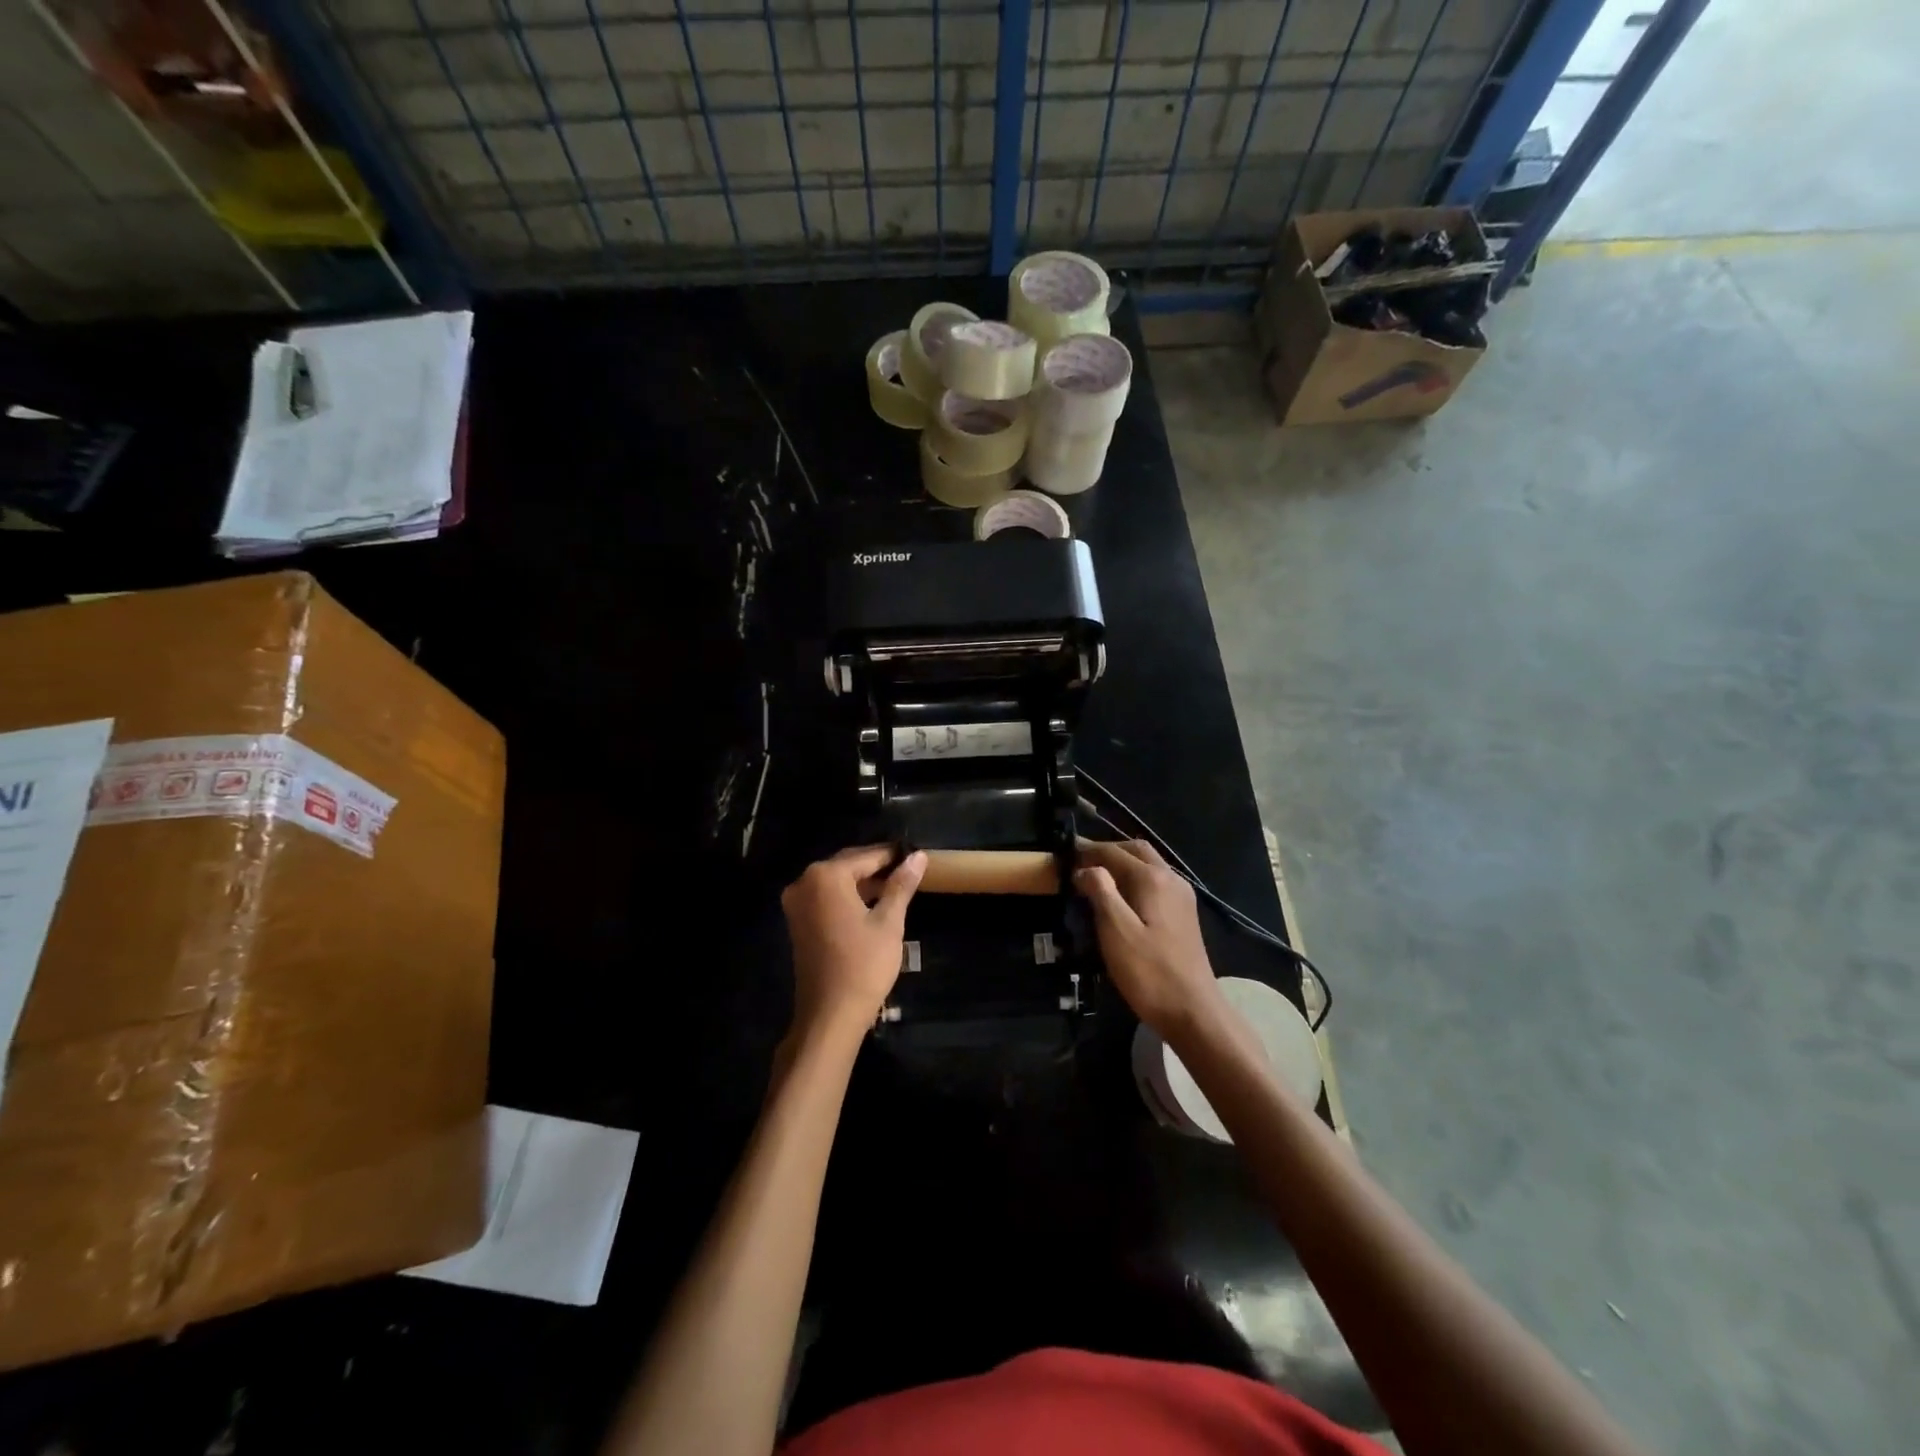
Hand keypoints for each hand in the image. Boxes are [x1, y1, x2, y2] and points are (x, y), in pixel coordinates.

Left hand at [781, 845, 926, 1035]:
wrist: (830, 1015)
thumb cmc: (864, 966)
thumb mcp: (888, 922)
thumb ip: (901, 885)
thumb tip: (919, 856)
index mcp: (825, 876)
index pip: (866, 856)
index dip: (893, 855)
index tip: (916, 855)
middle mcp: (804, 882)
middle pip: (847, 865)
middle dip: (877, 867)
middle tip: (908, 870)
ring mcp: (796, 903)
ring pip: (836, 882)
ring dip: (863, 883)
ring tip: (896, 887)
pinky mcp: (797, 922)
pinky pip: (826, 898)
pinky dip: (848, 897)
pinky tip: (872, 904)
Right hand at [1075, 838, 1223, 1039]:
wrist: (1194, 1012)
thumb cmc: (1149, 972)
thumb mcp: (1116, 931)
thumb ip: (1101, 891)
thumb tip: (1086, 868)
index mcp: (1153, 879)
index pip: (1114, 852)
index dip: (1088, 850)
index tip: (1064, 854)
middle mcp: (1171, 878)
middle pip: (1136, 851)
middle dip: (1107, 851)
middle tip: (1080, 862)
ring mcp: (1181, 896)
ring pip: (1148, 864)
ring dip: (1122, 864)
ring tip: (1095, 878)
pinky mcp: (1184, 914)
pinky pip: (1155, 882)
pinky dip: (1134, 878)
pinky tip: (1120, 898)